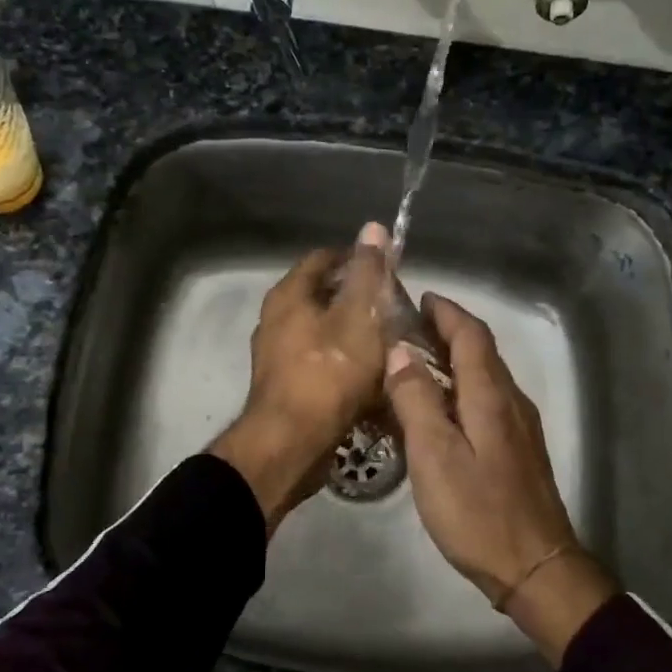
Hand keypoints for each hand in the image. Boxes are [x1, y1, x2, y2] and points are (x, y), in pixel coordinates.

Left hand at [208, 224, 391, 529]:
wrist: (290, 444)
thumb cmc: (328, 373)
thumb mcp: (359, 316)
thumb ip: (368, 273)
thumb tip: (373, 227)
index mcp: (288, 295)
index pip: (324, 258)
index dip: (358, 258)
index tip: (389, 271)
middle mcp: (276, 319)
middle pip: (324, 295)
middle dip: (360, 299)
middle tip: (395, 309)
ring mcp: (277, 354)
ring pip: (324, 331)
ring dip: (354, 333)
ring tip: (389, 343)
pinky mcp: (286, 385)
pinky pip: (320, 362)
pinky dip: (344, 362)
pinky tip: (370, 377)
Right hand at [384, 294, 618, 664]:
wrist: (535, 566)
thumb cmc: (478, 510)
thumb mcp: (434, 454)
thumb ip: (416, 399)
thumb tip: (399, 351)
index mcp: (490, 395)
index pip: (471, 334)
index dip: (446, 312)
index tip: (419, 298)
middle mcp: (510, 401)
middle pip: (481, 351)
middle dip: (447, 331)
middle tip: (406, 328)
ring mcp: (518, 427)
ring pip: (484, 377)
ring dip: (453, 359)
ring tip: (414, 362)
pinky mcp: (518, 450)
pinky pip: (487, 401)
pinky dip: (460, 388)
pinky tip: (438, 409)